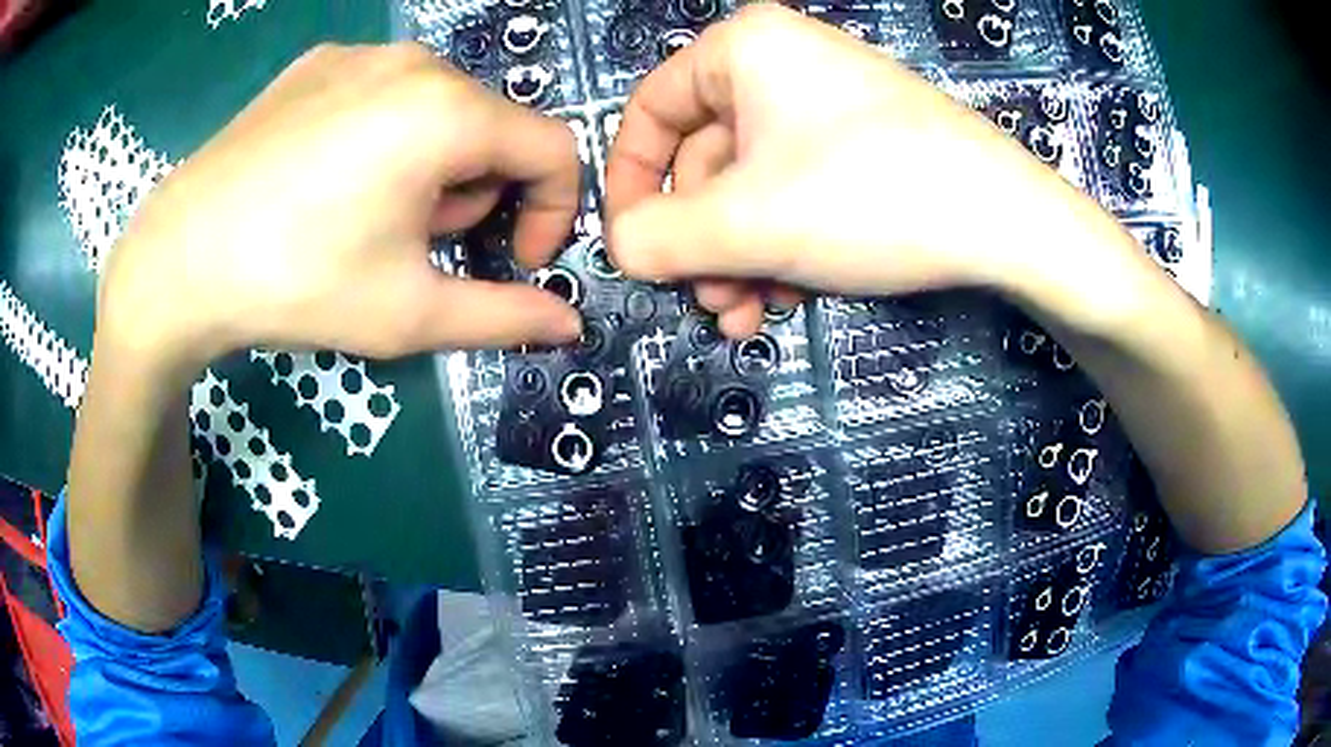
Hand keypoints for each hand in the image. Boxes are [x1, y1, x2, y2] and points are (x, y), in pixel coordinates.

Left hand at [99, 43, 582, 377]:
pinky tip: (330, 180)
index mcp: (447, 112)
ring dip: (432, 165)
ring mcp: (360, 54)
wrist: (178, 260)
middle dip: (476, 193)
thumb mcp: (408, 313)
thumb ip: (503, 316)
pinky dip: (385, 136)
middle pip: (492, 126)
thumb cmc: (296, 284)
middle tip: (417, 246)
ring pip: (439, 107)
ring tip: (369, 215)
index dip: (551, 211)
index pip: (553, 148)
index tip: (513, 259)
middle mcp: (414, 62)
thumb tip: (569, 326)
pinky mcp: (317, 63)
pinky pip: (384, 92)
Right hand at [605, 4, 1111, 336]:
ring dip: (738, 256)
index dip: (631, 184)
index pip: (649, 112)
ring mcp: (824, 104)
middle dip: (700, 242)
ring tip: (747, 315)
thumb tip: (619, 248)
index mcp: (742, 49)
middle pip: (704, 158)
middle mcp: (779, 65)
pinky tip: (789, 296)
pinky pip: (794, 190)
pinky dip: (781, 245)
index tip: (633, 247)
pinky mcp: (860, 143)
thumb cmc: (870, 197)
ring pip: (750, 185)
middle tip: (707, 303)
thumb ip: (659, 238)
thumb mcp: (748, 223)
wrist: (1007, 223)